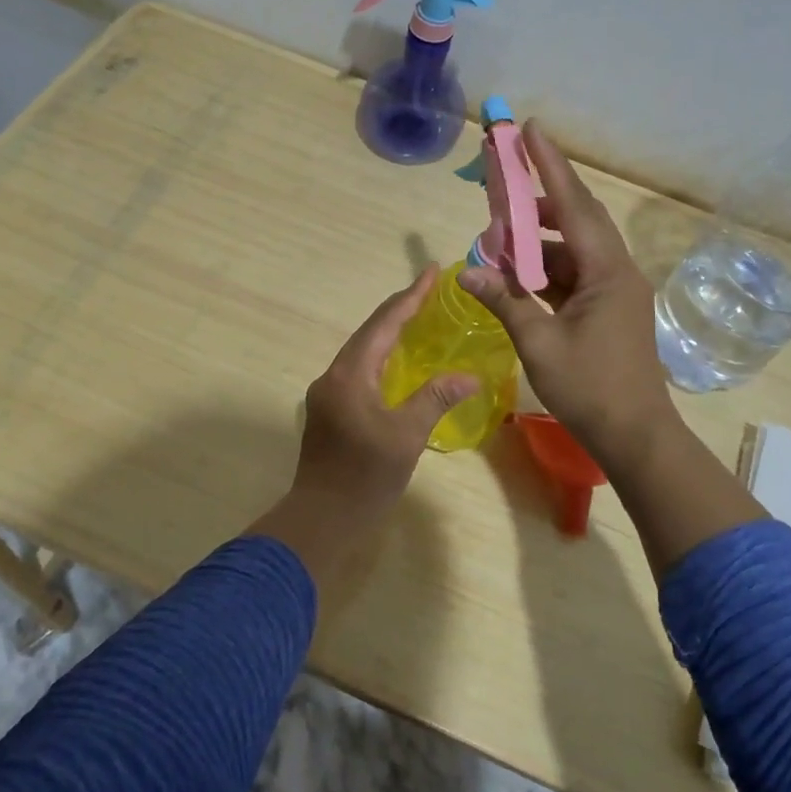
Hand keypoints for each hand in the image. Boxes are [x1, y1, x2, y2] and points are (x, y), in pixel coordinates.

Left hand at [250, 269, 479, 584]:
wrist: (320, 518)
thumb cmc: (364, 477)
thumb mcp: (406, 436)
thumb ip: (435, 399)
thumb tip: (469, 375)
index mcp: (350, 374)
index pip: (383, 324)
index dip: (409, 297)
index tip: (430, 273)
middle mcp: (334, 375)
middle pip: (369, 332)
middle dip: (399, 310)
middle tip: (429, 292)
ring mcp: (327, 393)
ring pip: (361, 351)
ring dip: (388, 333)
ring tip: (417, 319)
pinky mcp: (329, 410)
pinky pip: (358, 370)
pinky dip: (380, 357)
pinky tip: (397, 363)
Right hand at [457, 121, 676, 464]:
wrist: (635, 436)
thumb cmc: (590, 389)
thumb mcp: (539, 343)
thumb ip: (504, 301)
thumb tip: (469, 271)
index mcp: (606, 271)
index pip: (573, 205)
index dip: (550, 166)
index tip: (530, 130)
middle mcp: (615, 270)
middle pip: (575, 219)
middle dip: (537, 199)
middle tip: (502, 183)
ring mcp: (614, 290)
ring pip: (571, 249)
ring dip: (536, 241)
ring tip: (498, 238)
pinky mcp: (608, 309)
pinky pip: (572, 274)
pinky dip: (544, 270)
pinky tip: (516, 276)